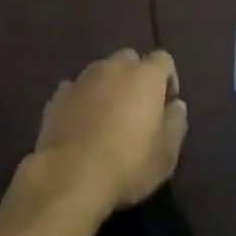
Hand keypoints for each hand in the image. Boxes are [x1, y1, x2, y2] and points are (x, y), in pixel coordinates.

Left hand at [33, 50, 187, 213]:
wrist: (70, 175)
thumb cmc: (128, 165)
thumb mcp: (166, 155)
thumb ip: (176, 124)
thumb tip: (177, 105)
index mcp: (145, 75)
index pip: (163, 59)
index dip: (168, 80)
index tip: (166, 107)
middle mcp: (114, 66)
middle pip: (130, 60)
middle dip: (136, 78)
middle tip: (136, 111)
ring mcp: (83, 78)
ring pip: (101, 71)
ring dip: (108, 87)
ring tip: (107, 119)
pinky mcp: (59, 95)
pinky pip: (76, 89)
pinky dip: (82, 100)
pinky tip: (81, 125)